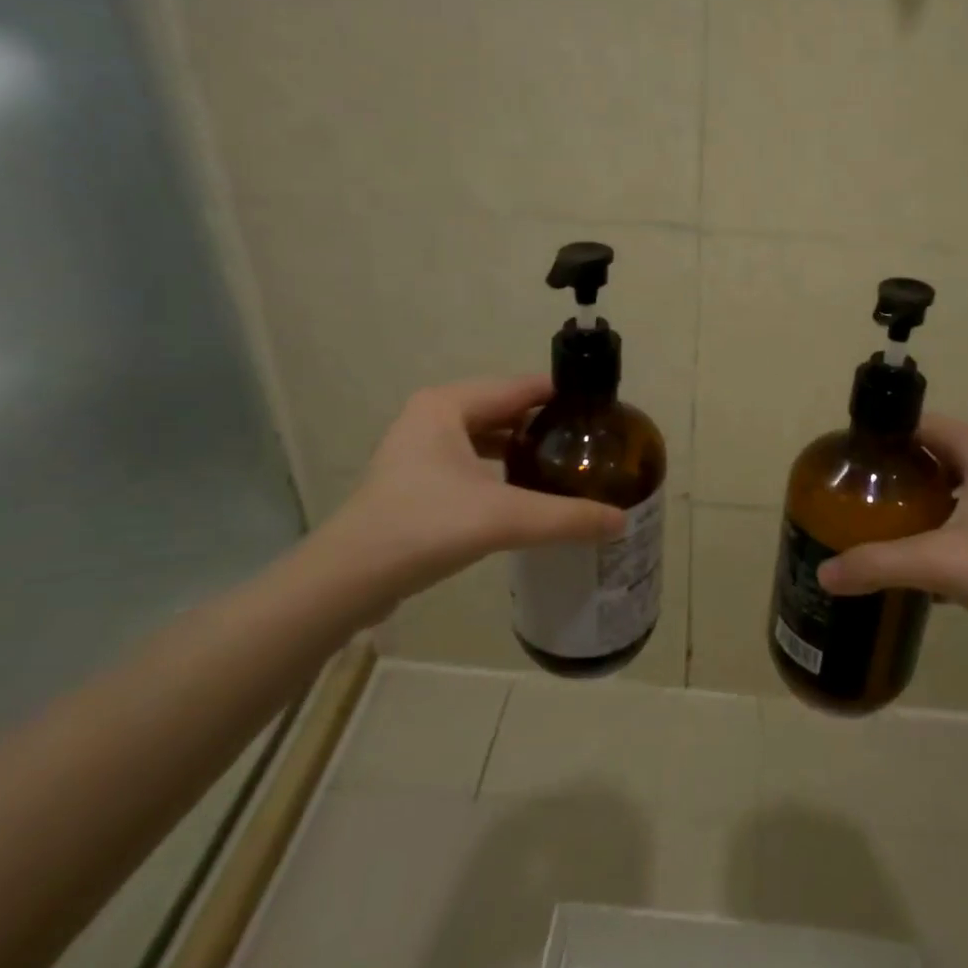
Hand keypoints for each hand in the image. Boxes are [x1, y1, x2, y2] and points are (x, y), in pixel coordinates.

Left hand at [318, 376, 624, 607]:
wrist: (347, 580)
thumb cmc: (424, 527)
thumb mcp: (503, 518)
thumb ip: (566, 517)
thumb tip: (620, 521)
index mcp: (448, 404)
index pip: (521, 386)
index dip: (563, 397)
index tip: (602, 414)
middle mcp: (433, 415)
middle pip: (505, 408)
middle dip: (546, 424)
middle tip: (591, 442)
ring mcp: (420, 447)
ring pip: (486, 435)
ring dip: (522, 447)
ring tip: (566, 463)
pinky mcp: (416, 478)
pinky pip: (471, 459)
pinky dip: (500, 467)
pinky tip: (526, 490)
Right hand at [816, 414, 967, 672]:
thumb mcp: (940, 564)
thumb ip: (877, 564)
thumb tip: (824, 573)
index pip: (926, 424)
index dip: (888, 435)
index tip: (853, 458)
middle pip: (940, 457)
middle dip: (901, 473)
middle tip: (863, 495)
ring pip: (959, 492)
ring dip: (925, 505)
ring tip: (886, 526)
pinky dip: (948, 531)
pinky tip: (927, 564)